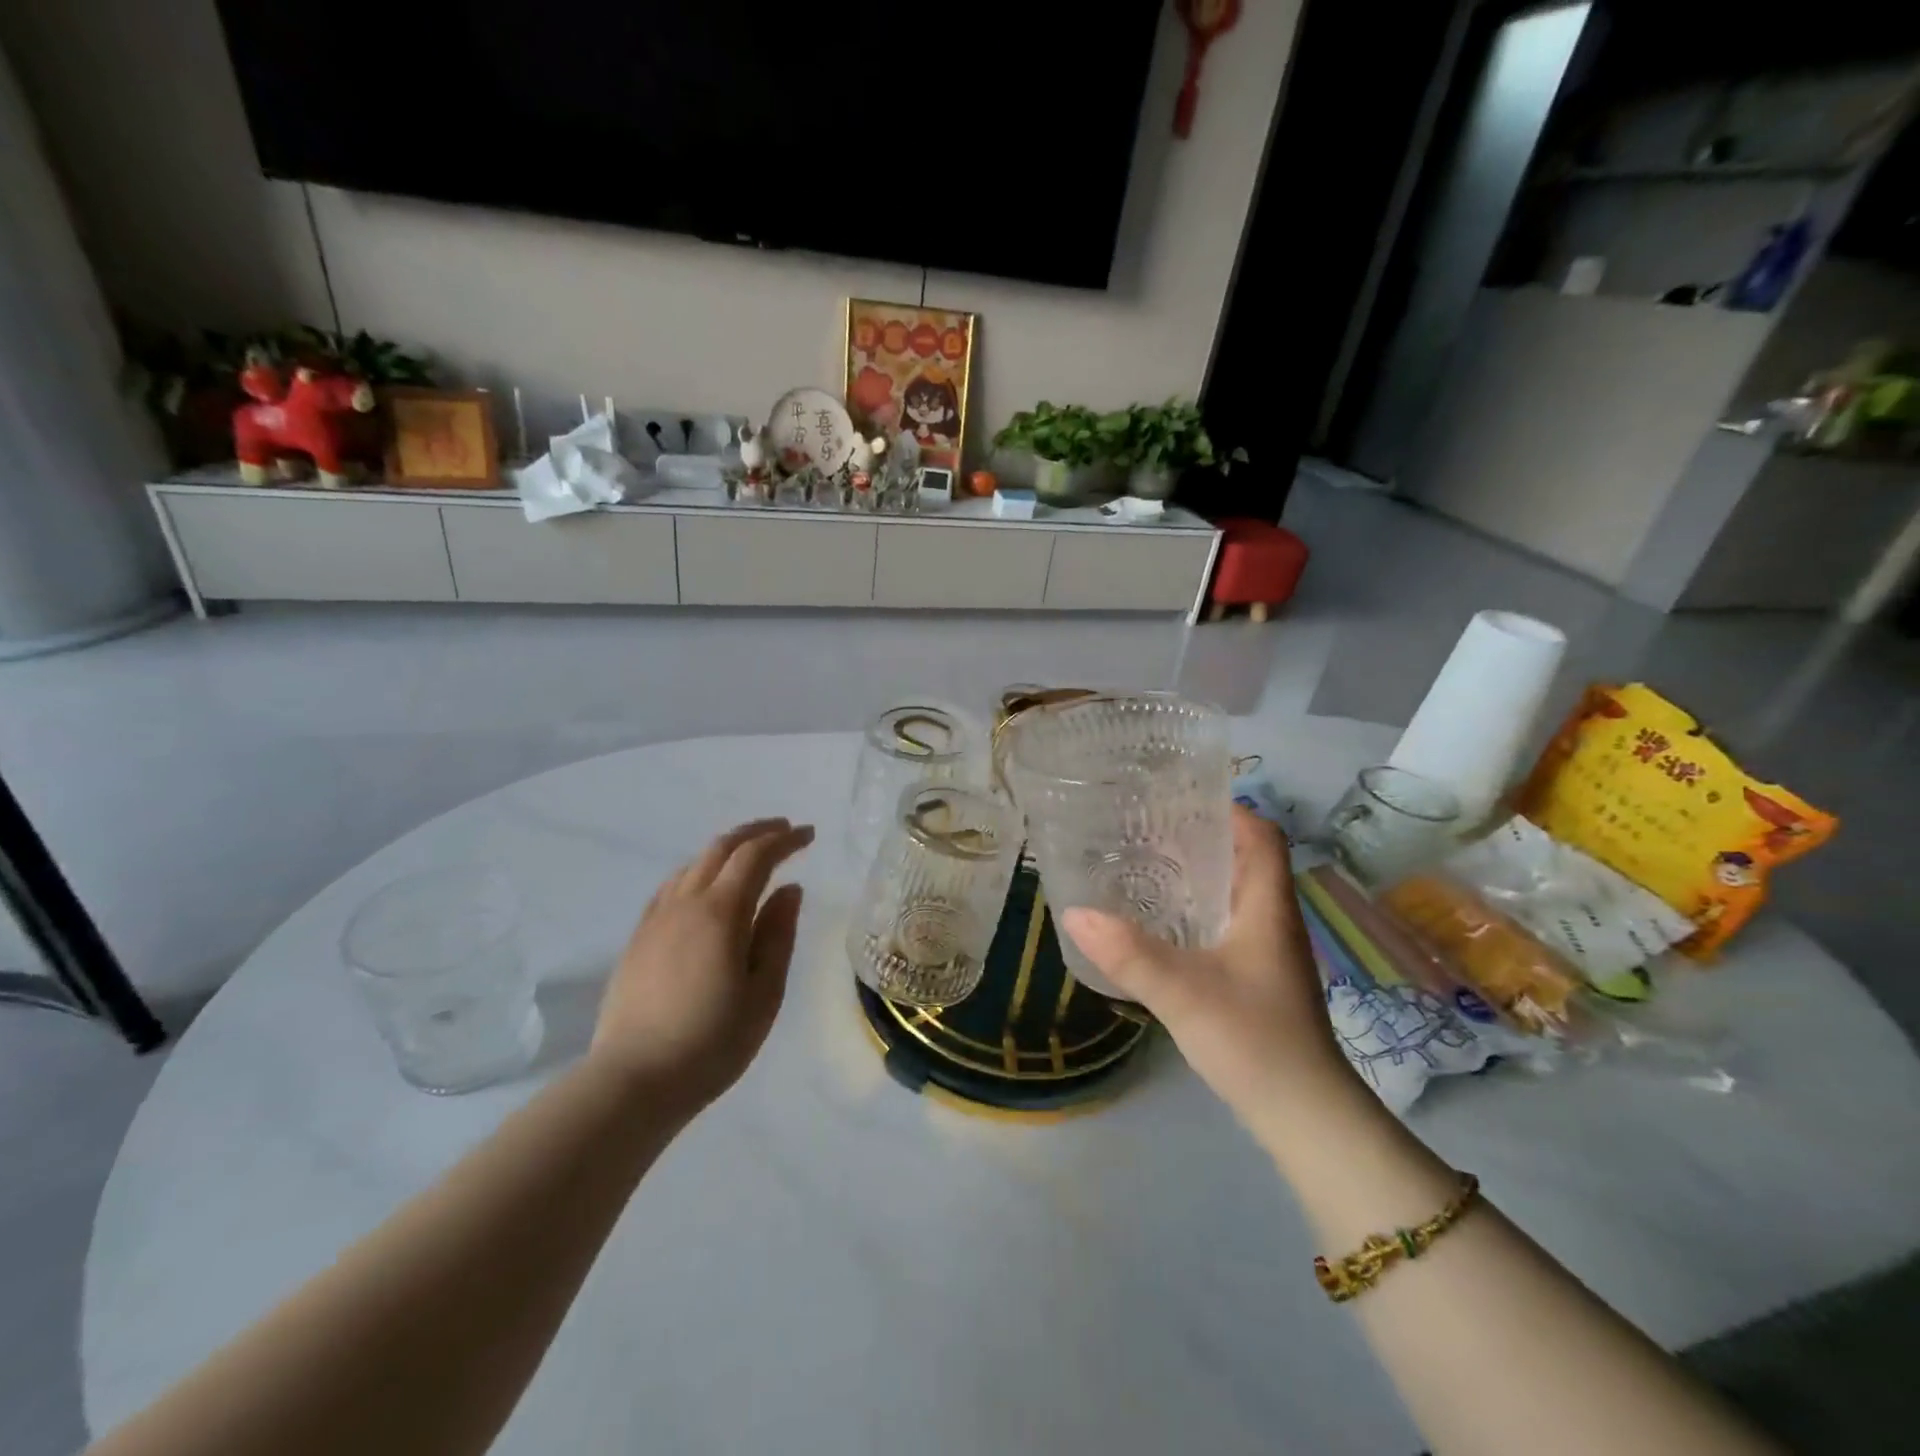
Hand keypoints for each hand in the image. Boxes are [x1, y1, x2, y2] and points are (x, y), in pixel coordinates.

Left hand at [591, 818, 813, 1113]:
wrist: (634, 1081)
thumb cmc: (712, 1041)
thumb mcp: (764, 992)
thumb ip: (778, 934)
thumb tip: (789, 889)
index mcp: (721, 912)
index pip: (756, 856)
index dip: (784, 840)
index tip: (809, 835)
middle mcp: (685, 903)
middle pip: (721, 848)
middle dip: (756, 833)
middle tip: (784, 831)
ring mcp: (656, 919)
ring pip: (693, 864)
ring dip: (726, 849)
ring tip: (750, 854)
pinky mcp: (638, 939)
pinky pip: (671, 887)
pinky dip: (698, 871)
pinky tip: (705, 887)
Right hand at [1061, 806, 1354, 1138]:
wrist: (1304, 1116)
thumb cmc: (1254, 1040)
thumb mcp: (1183, 992)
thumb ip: (1128, 953)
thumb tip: (1074, 912)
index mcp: (1268, 907)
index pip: (1264, 837)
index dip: (1231, 810)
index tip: (1182, 797)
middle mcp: (1274, 921)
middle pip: (1246, 860)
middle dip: (1202, 837)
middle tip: (1147, 828)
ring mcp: (1269, 952)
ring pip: (1235, 894)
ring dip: (1198, 874)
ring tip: (1146, 865)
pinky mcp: (1257, 978)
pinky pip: (1227, 924)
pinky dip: (1197, 911)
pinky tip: (1161, 924)